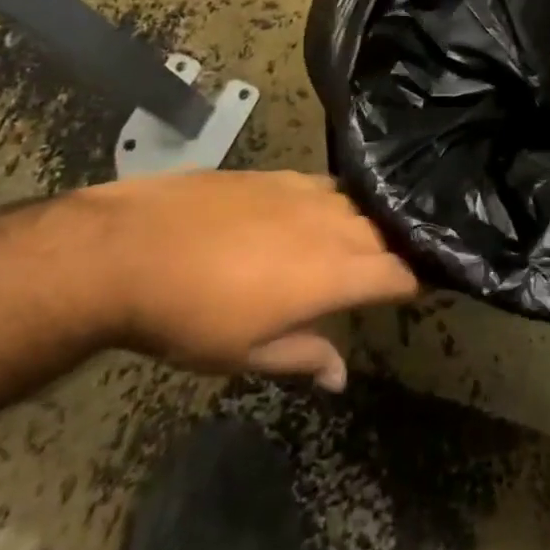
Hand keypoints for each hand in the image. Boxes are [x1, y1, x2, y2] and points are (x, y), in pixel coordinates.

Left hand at [69, 169, 417, 389]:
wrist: (133, 248)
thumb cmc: (191, 315)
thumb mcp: (246, 353)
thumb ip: (304, 356)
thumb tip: (341, 376)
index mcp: (333, 273)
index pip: (397, 273)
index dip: (413, 284)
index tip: (415, 293)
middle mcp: (331, 225)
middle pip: (383, 234)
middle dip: (393, 253)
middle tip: (386, 273)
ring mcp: (305, 193)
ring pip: (357, 206)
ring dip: (365, 226)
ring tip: (360, 242)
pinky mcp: (278, 174)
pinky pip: (325, 186)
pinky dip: (335, 202)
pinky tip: (321, 212)